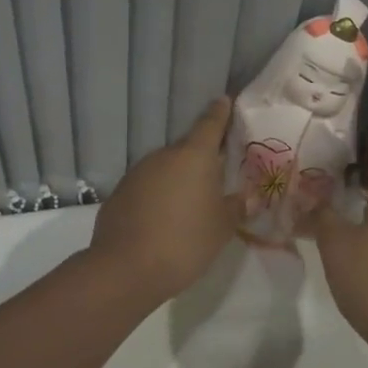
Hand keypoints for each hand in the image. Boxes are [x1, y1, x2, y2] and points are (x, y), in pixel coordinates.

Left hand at [89, 97, 238, 298]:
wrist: (126, 268)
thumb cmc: (185, 241)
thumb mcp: (221, 228)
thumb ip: (237, 208)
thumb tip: (248, 197)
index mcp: (194, 156)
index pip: (210, 123)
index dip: (220, 112)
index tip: (224, 100)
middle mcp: (164, 155)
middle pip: (187, 148)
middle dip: (201, 158)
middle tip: (216, 173)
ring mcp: (137, 172)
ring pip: (165, 168)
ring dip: (178, 179)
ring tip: (190, 203)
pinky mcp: (119, 193)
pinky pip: (146, 187)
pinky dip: (157, 196)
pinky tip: (163, 220)